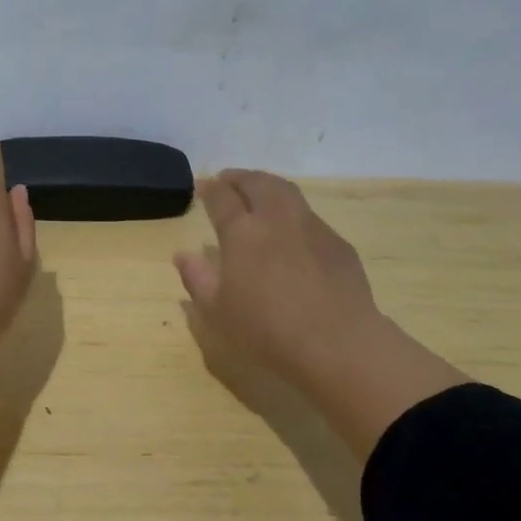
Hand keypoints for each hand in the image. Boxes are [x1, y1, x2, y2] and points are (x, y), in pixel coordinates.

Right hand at [174, 169, 465, 451]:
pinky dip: (293, 212)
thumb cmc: (266, 330)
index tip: (203, 185)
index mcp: (242, 233)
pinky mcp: (337, 243)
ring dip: (268, 185)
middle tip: (229, 180)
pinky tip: (292, 229)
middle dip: (240, 177)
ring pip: (287, 192)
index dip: (211, 189)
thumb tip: (183, 255)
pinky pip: (309, 216)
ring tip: (259, 191)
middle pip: (257, 183)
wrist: (337, 343)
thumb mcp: (217, 312)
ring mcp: (312, 227)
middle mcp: (277, 219)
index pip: (222, 198)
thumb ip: (197, 278)